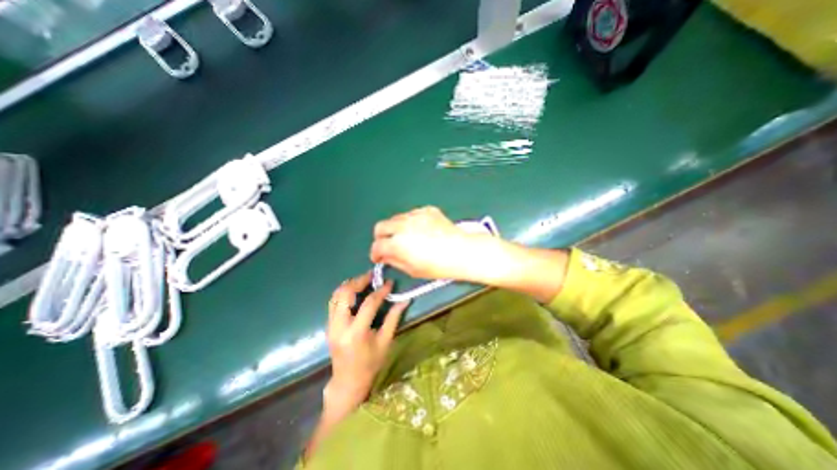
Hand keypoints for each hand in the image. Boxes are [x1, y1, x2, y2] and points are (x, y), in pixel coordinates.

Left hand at [323, 271, 409, 414]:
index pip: (368, 303)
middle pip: (346, 294)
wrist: (348, 382)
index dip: (381, 291)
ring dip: (350, 284)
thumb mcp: (385, 342)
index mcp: (356, 333)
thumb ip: (393, 318)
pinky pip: (333, 302)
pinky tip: (354, 290)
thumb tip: (405, 300)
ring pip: (336, 295)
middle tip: (372, 276)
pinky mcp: (328, 325)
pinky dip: (344, 292)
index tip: (389, 282)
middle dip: (359, 281)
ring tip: (364, 280)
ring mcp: (331, 325)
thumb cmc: (370, 363)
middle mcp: (339, 326)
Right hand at [369, 205, 491, 282]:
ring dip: (396, 229)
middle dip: (381, 237)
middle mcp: (403, 225)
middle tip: (388, 245)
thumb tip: (385, 256)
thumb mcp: (412, 270)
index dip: (375, 253)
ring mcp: (415, 215)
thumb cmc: (438, 266)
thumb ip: (394, 261)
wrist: (461, 251)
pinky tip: (420, 230)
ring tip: (406, 237)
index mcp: (398, 243)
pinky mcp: (427, 210)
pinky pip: (412, 214)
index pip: (377, 245)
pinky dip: (411, 222)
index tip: (378, 258)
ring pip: (396, 218)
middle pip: (381, 226)